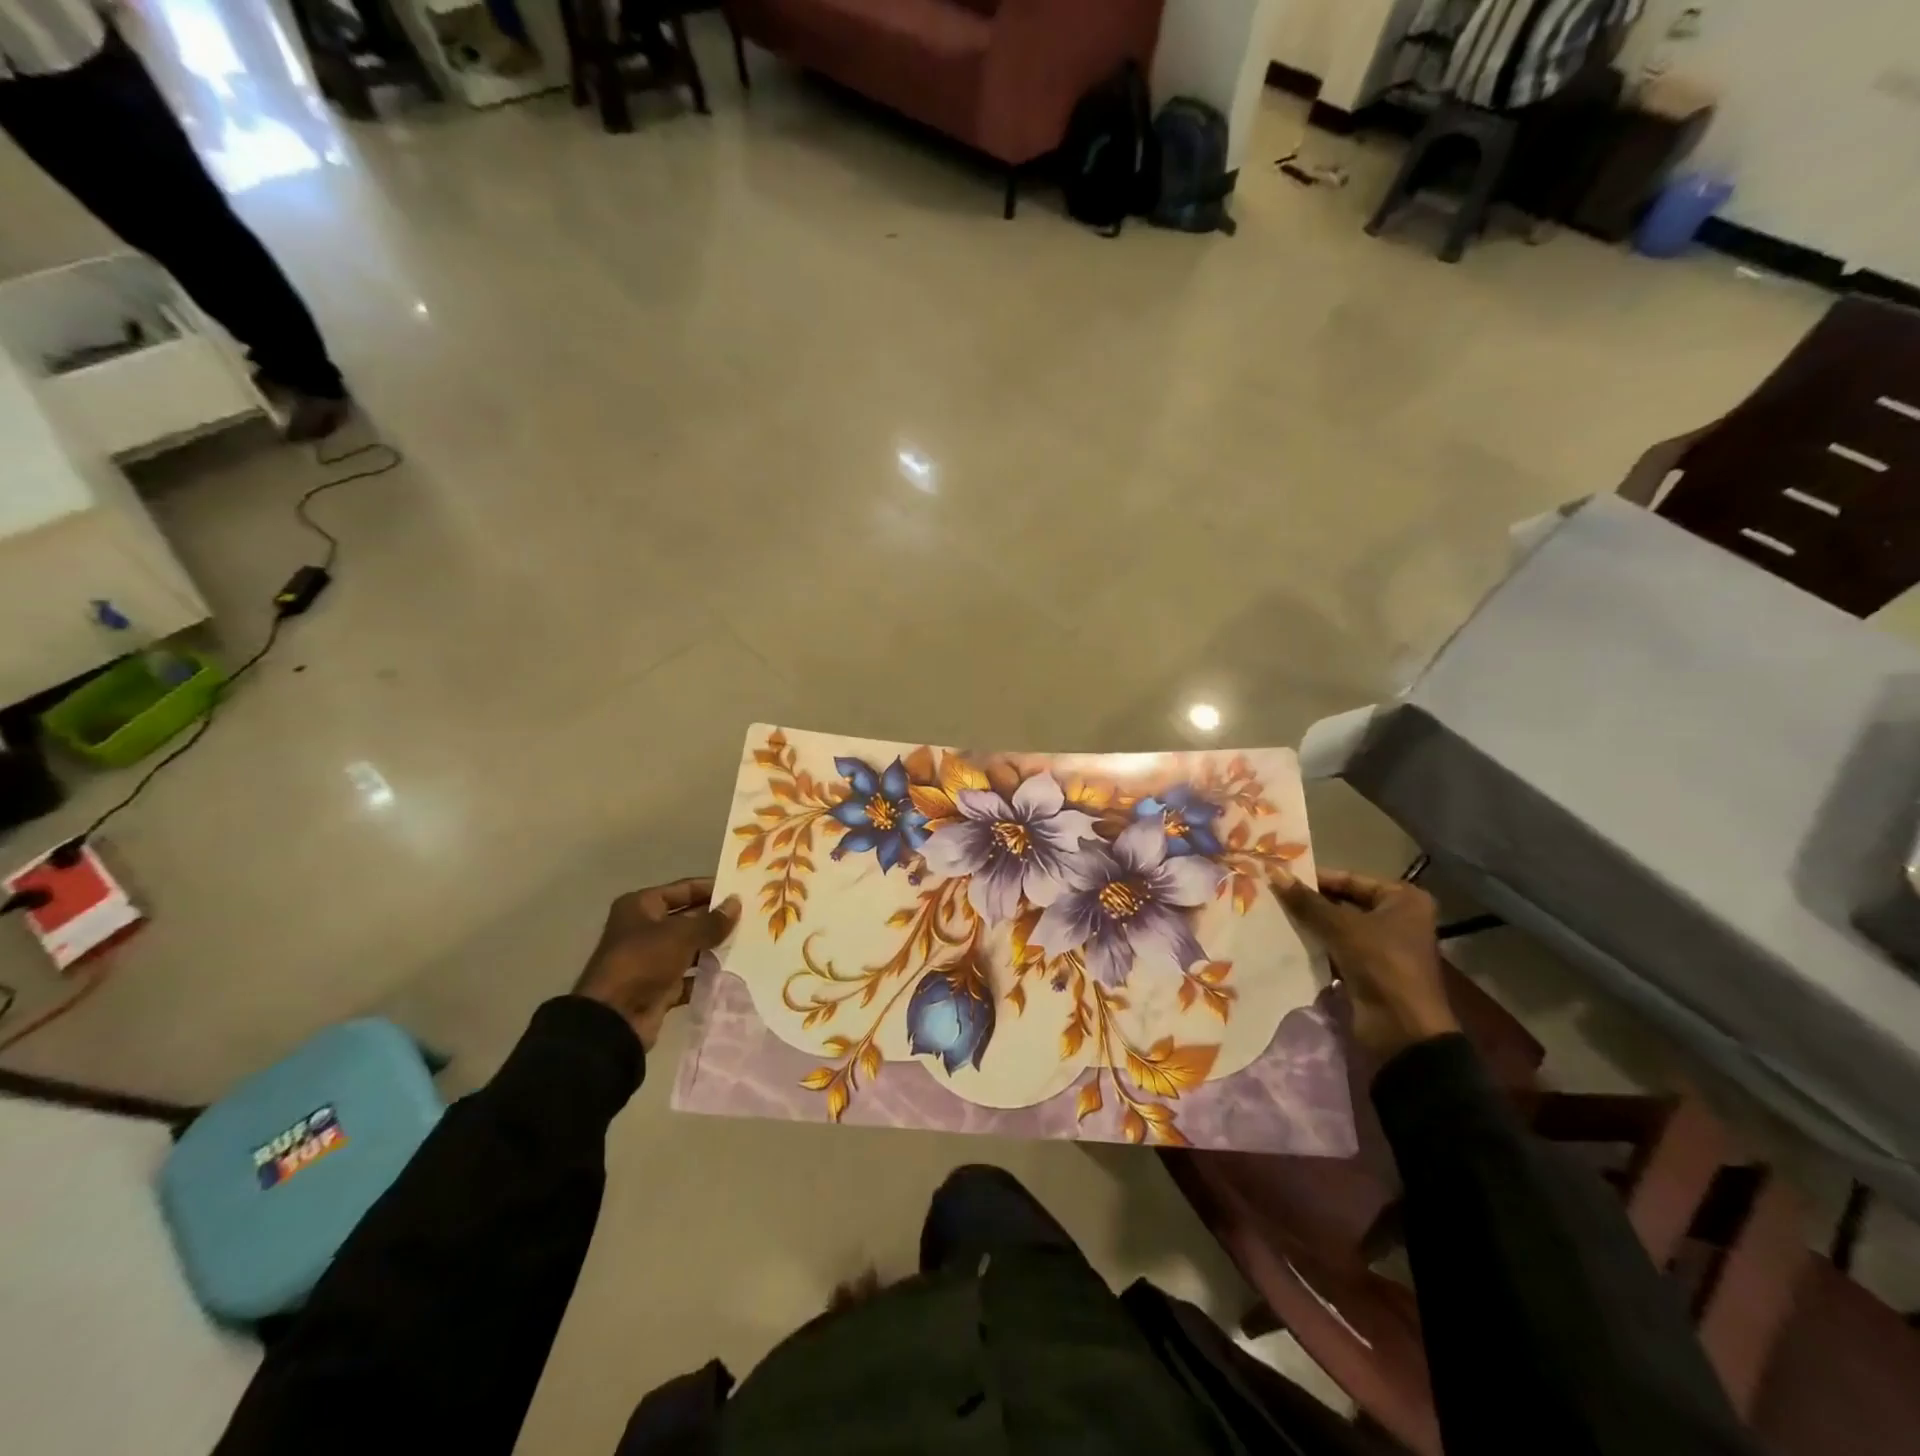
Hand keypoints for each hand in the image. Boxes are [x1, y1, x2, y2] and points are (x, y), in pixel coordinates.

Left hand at [573, 878, 740, 1049]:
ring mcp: (651, 960)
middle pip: (688, 918)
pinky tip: (734, 972)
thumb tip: (737, 902)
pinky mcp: (659, 987)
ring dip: (715, 947)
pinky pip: (690, 976)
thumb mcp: (682, 935)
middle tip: (752, 917)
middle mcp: (644, 929)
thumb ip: (712, 921)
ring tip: (749, 943)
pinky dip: (707, 975)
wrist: (614, 1018)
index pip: (684, 889)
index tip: (742, 891)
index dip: (712, 889)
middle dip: (717, 920)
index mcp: (641, 906)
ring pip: (691, 948)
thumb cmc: (644, 961)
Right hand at [1270, 866, 1458, 1060]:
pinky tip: (1285, 940)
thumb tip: (1274, 873)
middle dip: (1309, 902)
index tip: (1279, 876)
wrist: (1402, 1030)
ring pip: (1337, 927)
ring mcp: (1382, 946)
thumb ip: (1307, 901)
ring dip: (1309, 924)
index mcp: (1402, 899)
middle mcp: (1396, 918)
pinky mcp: (1368, 970)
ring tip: (1272, 914)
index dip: (1315, 878)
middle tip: (1271, 894)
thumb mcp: (1342, 927)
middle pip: (1343, 902)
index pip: (1350, 879)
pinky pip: (1336, 949)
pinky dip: (1315, 945)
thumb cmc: (1381, 964)